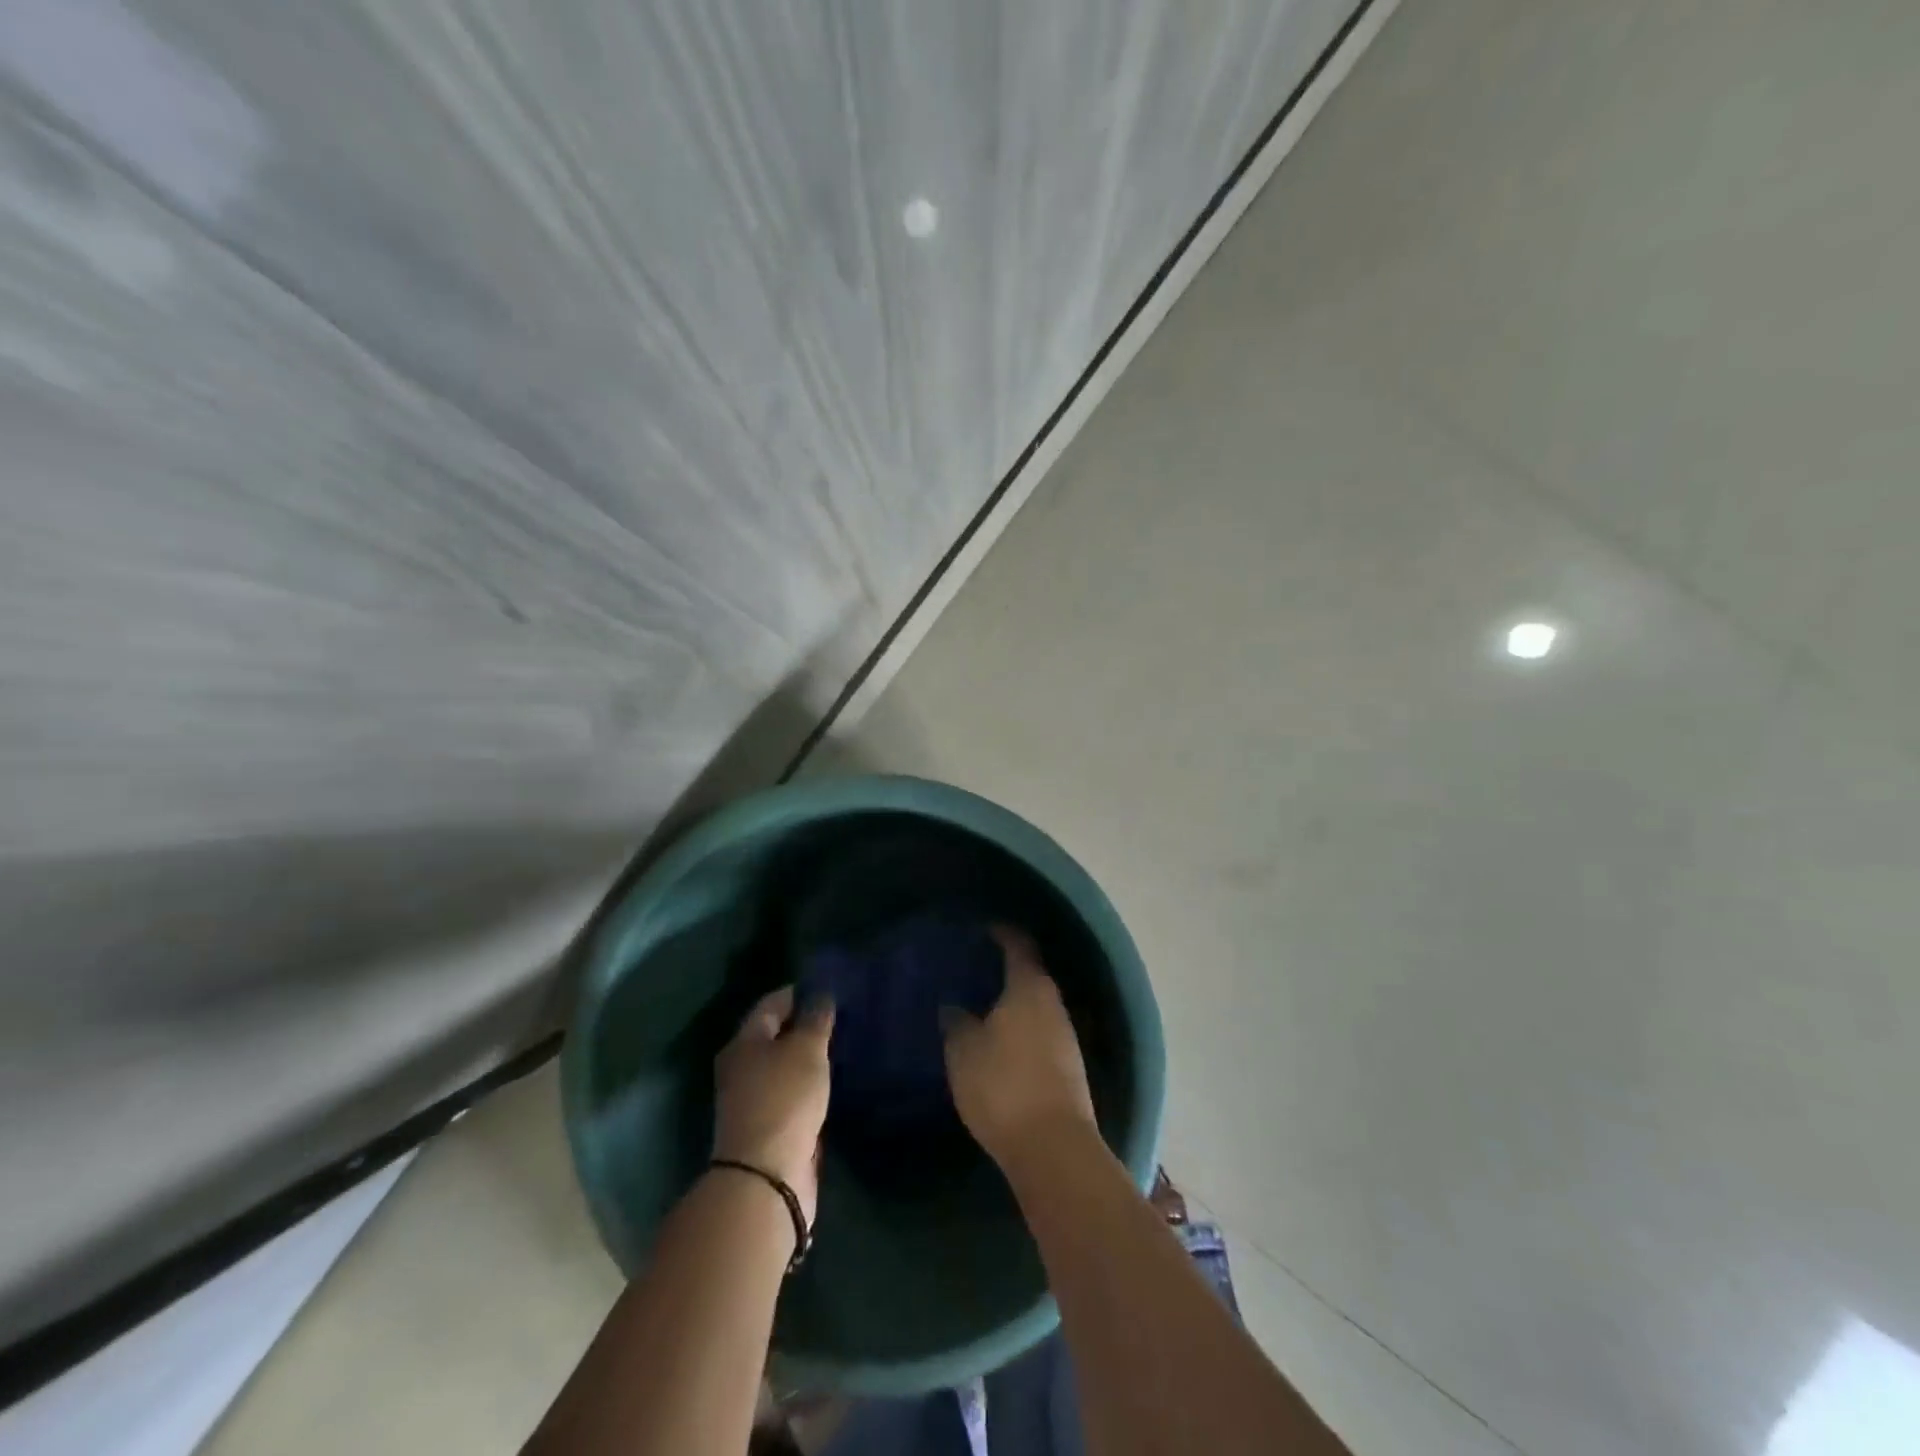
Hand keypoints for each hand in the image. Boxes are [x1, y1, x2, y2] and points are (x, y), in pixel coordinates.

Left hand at [713, 987, 834, 1224]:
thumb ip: (816, 1019)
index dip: (800, 992)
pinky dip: (811, 1086)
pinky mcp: (770, 1128)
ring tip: (843, 1045)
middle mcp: (743, 1068)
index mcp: (744, 1043)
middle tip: (842, 1015)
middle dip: (806, 1025)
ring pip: (785, 1068)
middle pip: (776, 1036)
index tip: (830, 986)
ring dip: (809, 1058)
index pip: (772, 1004)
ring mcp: (754, 1101)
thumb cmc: (784, 1100)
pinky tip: (833, 1081)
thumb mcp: (806, 1050)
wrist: (766, 1178)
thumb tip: (821, 995)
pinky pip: (793, 1095)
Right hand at [942, 926, 1096, 1165]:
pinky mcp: (1068, 1067)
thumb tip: (953, 1007)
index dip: (1002, 933)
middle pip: (1030, 975)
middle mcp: (1053, 1003)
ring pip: (1036, 1006)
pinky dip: (1021, 1028)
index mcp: (1029, 987)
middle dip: (1005, 970)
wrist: (1054, 1148)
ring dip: (1013, 1002)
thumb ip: (956, 1023)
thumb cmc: (1004, 1085)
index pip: (1018, 945)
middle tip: (974, 968)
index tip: (984, 928)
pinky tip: (1001, 1041)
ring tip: (982, 1005)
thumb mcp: (964, 1051)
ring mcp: (1066, 1036)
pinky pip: (1040, 1032)